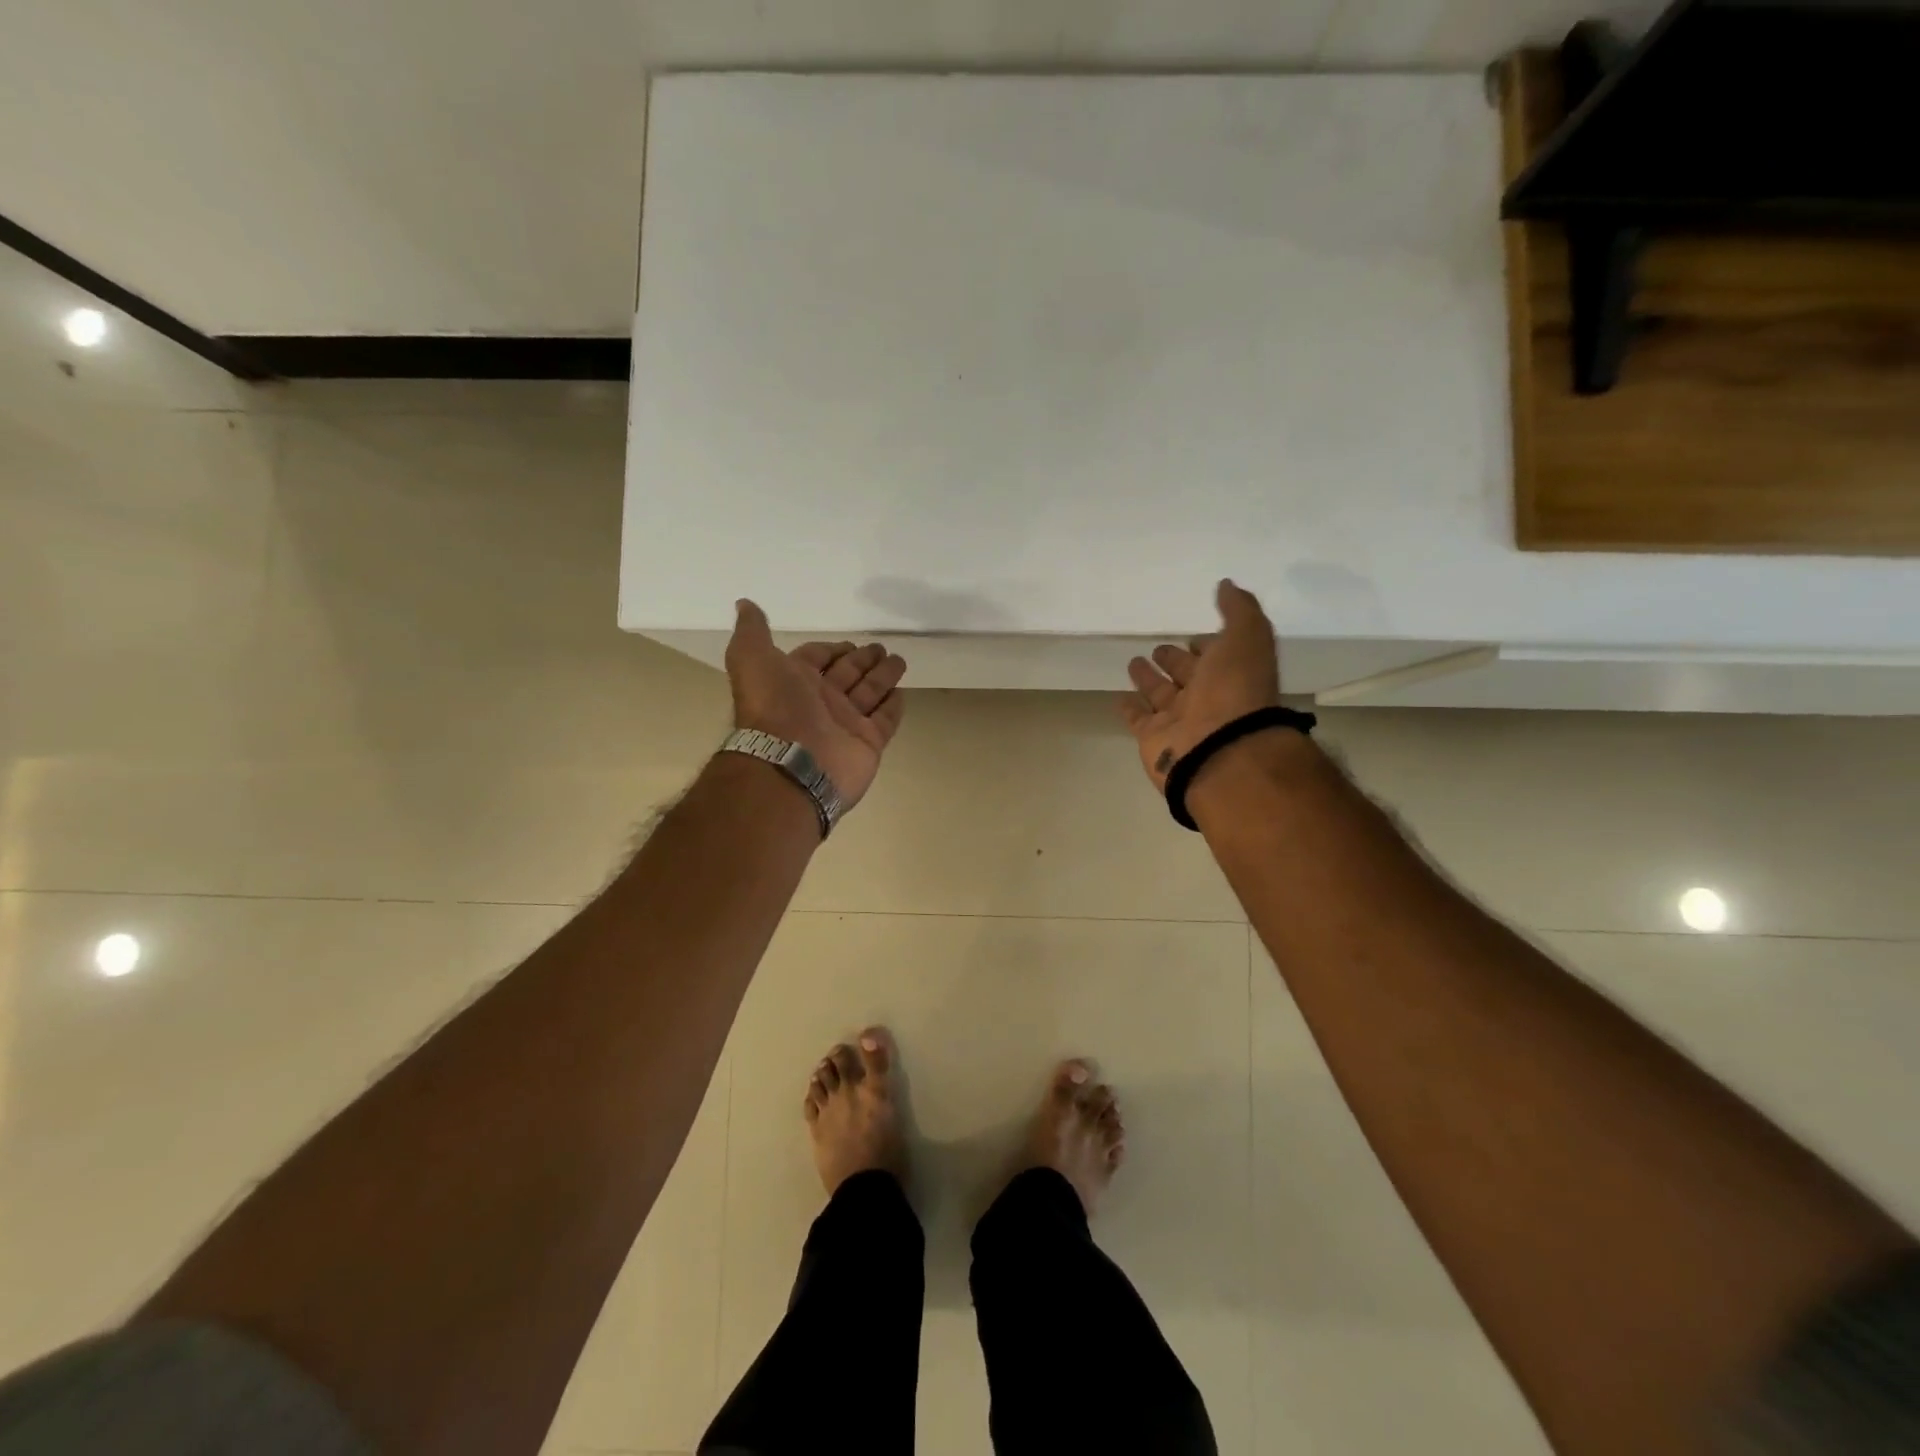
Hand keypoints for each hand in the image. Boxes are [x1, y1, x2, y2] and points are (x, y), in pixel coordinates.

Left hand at [725, 599, 907, 809]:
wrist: (791, 763)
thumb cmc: (774, 707)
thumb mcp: (752, 658)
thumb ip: (752, 631)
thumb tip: (743, 603)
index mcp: (793, 681)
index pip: (817, 658)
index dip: (832, 649)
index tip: (851, 642)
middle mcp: (819, 702)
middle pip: (847, 674)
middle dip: (863, 660)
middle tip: (881, 647)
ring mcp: (845, 724)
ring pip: (869, 693)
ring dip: (883, 676)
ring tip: (899, 660)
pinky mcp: (868, 742)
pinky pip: (885, 720)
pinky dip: (893, 706)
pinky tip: (901, 691)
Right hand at [1119, 579, 1279, 791]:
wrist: (1219, 750)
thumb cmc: (1235, 690)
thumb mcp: (1247, 637)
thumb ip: (1239, 610)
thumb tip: (1227, 584)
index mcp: (1231, 673)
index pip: (1217, 654)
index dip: (1206, 644)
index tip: (1193, 635)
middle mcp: (1207, 697)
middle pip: (1187, 674)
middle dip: (1174, 660)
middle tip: (1159, 649)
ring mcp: (1179, 720)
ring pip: (1160, 694)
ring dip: (1149, 679)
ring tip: (1134, 662)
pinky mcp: (1153, 737)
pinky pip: (1138, 719)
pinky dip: (1130, 708)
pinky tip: (1120, 697)